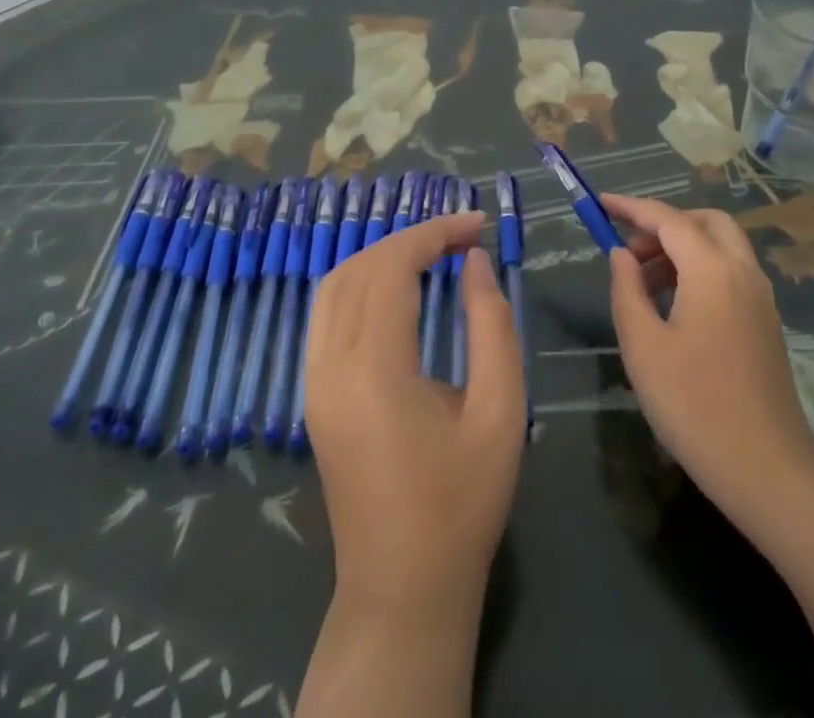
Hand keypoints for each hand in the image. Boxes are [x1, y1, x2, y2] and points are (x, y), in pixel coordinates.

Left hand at [304, 210, 526, 613]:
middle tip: (464, 235)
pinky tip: (396, 286)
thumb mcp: (500, 411)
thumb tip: (474, 261)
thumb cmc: (462, 503)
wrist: (403, 589)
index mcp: (374, 370)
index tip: (477, 224)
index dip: (434, 233)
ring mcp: (313, 382)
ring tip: (433, 251)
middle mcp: (330, 367)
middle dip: (412, 238)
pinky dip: (360, 281)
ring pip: (334, 285)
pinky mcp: (313, 395)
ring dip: (382, 255)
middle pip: (361, 267)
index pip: (392, 267)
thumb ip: (491, 325)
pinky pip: (326, 314)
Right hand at [603, 194, 813, 525]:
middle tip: (631, 250)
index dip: (633, 207)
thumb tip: (621, 254)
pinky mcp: (766, 322)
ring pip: (721, 246)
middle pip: (705, 222)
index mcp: (713, 270)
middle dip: (665, 224)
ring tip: (644, 280)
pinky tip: (675, 305)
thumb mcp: (643, 347)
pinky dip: (701, 269)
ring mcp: (760, 297)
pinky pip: (731, 272)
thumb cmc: (695, 406)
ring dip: (683, 248)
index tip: (602, 202)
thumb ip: (627, 290)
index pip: (669, 220)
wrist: (768, 471)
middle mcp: (743, 272)